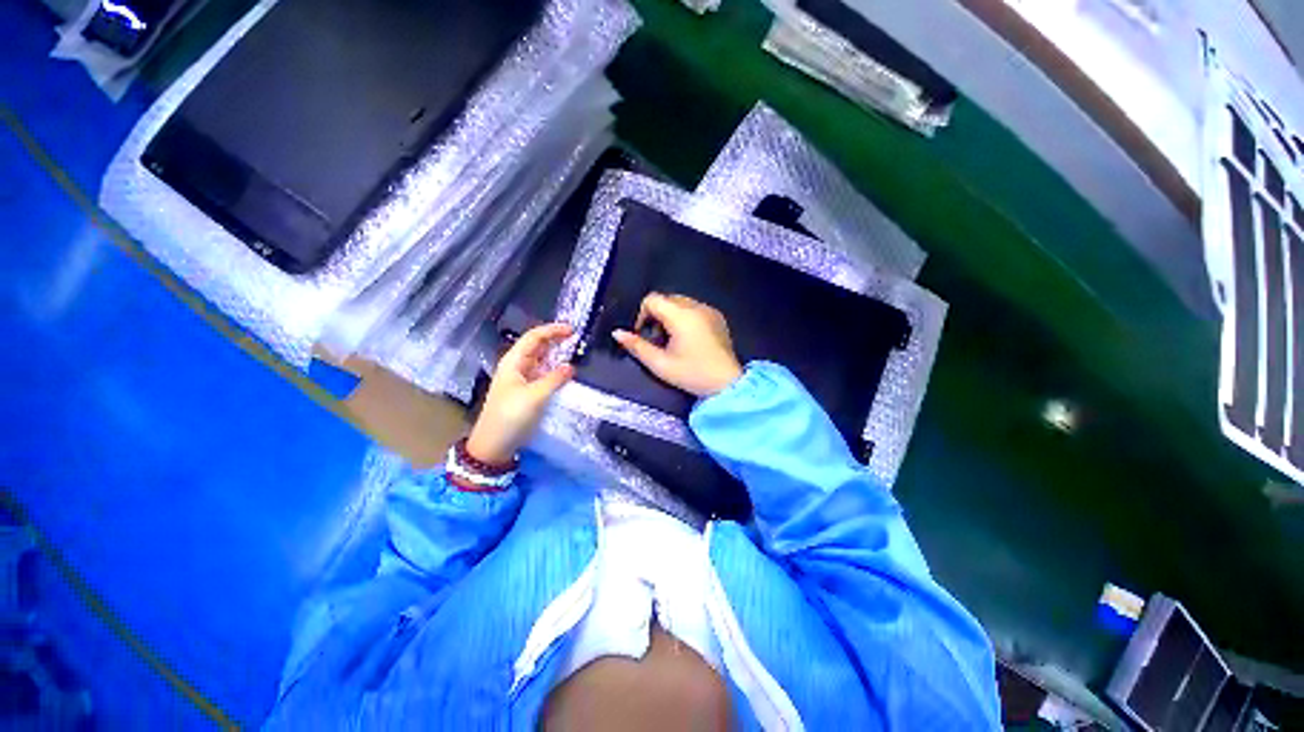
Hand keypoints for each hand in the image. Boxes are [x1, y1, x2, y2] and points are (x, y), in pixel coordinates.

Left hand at [466, 322, 574, 464]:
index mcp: (514, 362)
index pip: (534, 337)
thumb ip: (555, 379)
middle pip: (537, 346)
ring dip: (556, 355)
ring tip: (575, 352)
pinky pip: (543, 374)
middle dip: (555, 340)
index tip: (572, 330)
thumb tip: (571, 366)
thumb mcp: (534, 396)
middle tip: (577, 339)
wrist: (494, 445)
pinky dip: (555, 370)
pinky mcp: (527, 391)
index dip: (552, 330)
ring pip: (541, 360)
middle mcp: (517, 366)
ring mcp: (522, 379)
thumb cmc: (510, 416)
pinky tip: (566, 373)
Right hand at [613, 293, 742, 397]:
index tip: (644, 335)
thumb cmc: (692, 374)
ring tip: (673, 341)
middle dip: (656, 315)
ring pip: (681, 302)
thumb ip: (636, 346)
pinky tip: (689, 340)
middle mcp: (696, 307)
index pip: (652, 299)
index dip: (642, 315)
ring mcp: (709, 310)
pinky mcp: (718, 317)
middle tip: (658, 340)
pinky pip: (695, 309)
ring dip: (670, 316)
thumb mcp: (660, 364)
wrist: (727, 384)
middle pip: (666, 299)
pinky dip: (686, 318)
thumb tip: (617, 333)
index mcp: (681, 316)